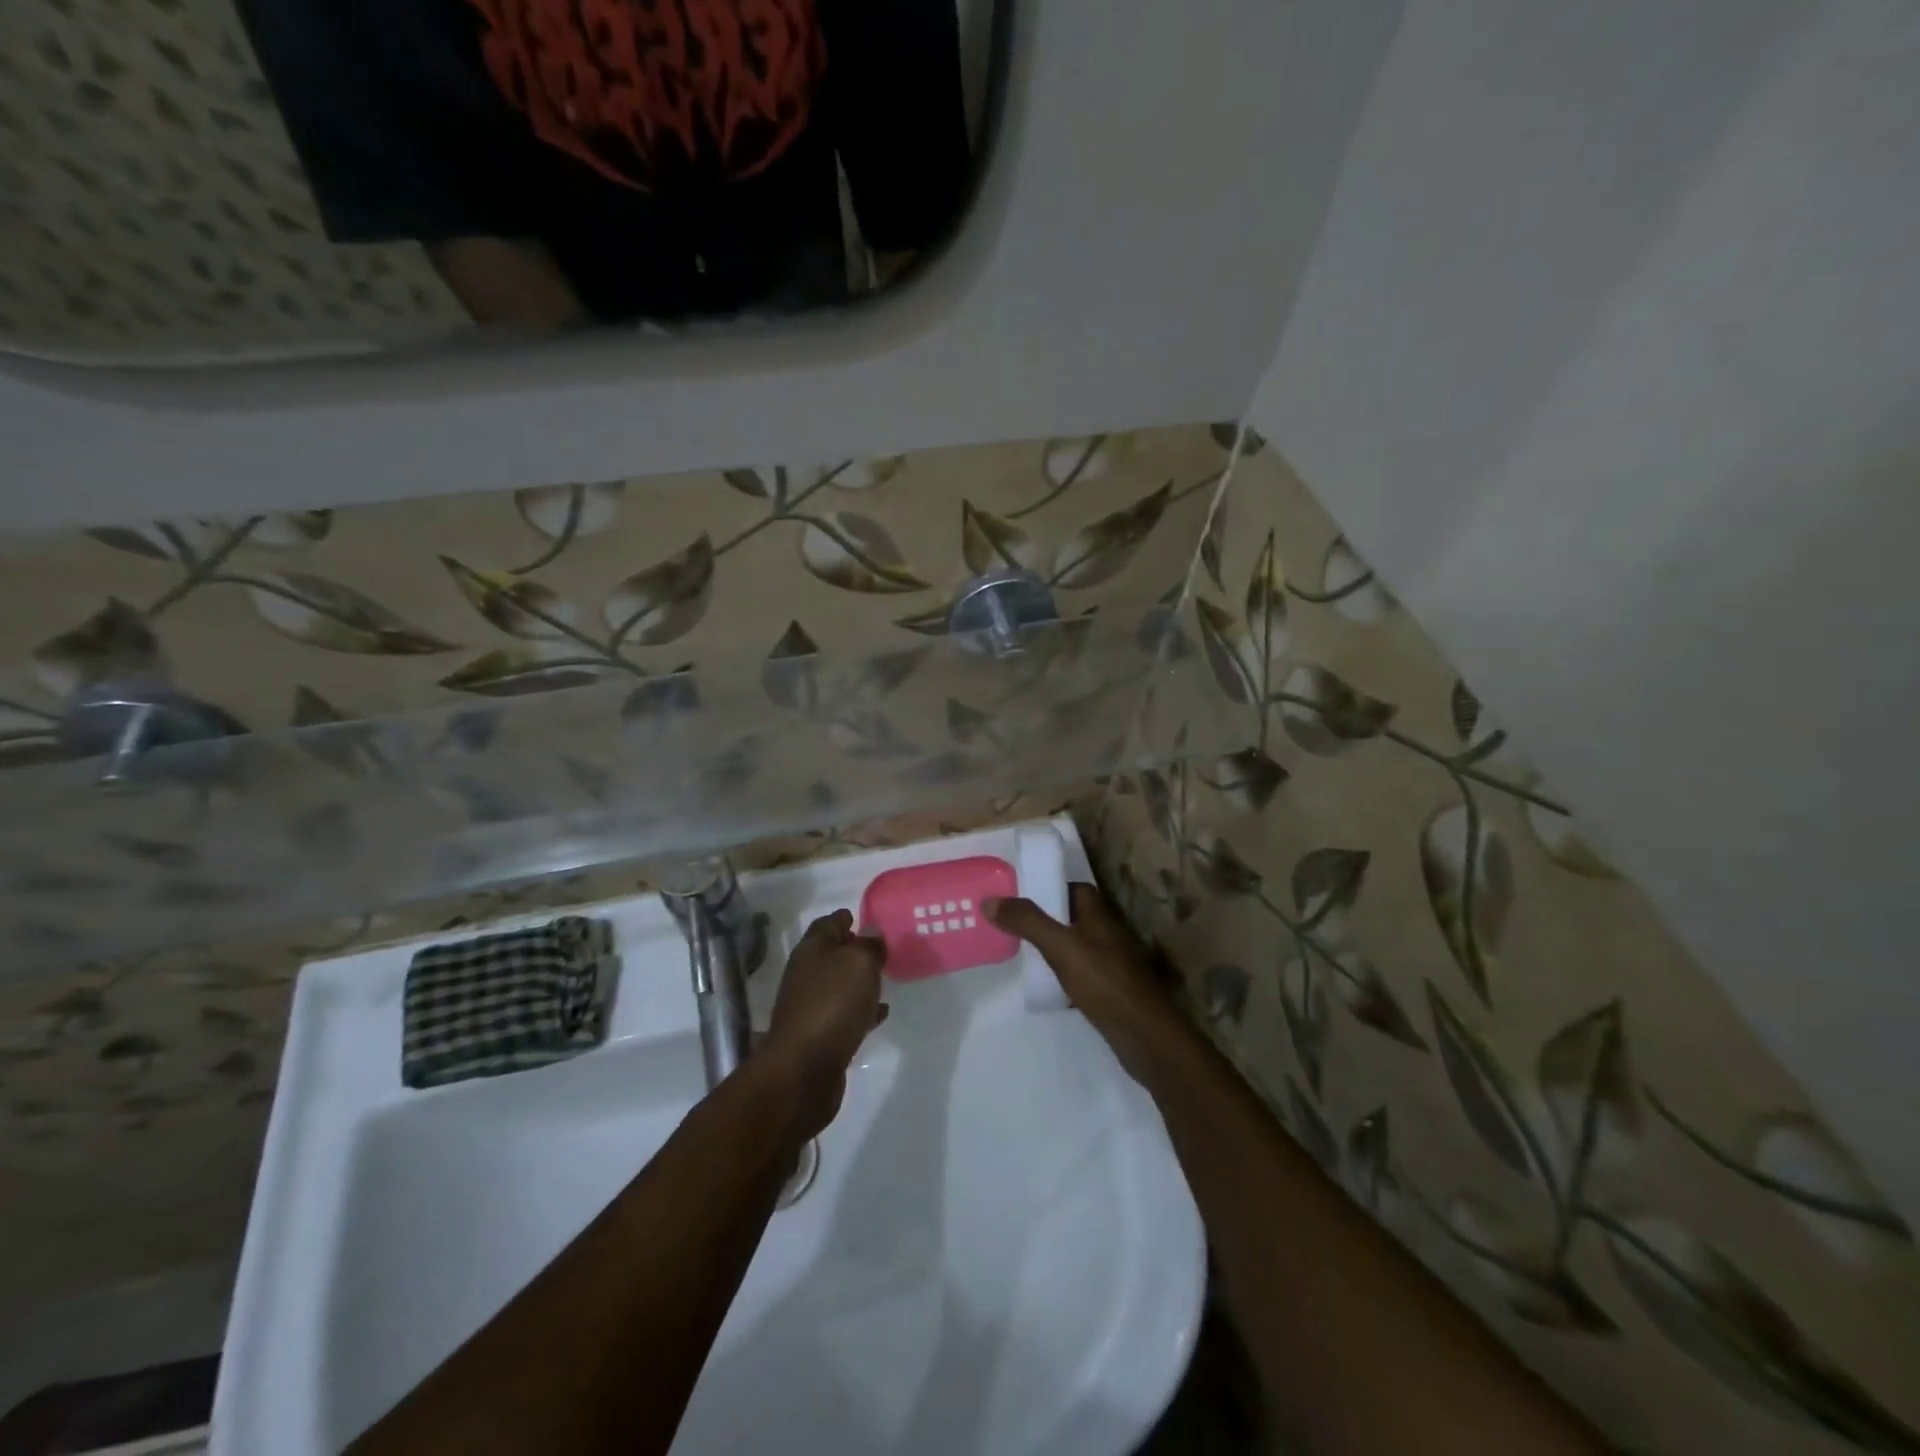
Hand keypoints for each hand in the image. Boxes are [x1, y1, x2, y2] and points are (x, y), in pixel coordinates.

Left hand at [760, 910, 887, 1136]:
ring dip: (857, 982)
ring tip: (883, 979)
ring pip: (838, 985)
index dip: (843, 918)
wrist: (803, 1070)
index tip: (860, 915)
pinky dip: (860, 1010)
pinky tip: (879, 1014)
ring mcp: (810, 1007)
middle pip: (830, 955)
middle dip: (852, 950)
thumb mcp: (859, 963)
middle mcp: (806, 975)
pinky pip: (843, 1014)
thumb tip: (871, 933)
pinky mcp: (818, 1036)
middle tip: (879, 949)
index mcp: (812, 950)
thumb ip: (869, 946)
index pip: (827, 924)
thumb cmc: (832, 1004)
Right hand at [987, 884, 1181, 1080]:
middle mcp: (1107, 935)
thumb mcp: (1061, 947)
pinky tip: (1042, 985)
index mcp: (1099, 916)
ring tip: (1017, 952)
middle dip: (1044, 919)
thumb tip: (990, 900)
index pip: (1075, 889)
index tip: (1018, 895)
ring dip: (1051, 948)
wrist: (1145, 1036)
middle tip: (1009, 924)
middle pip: (1072, 918)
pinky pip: (1079, 974)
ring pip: (1075, 947)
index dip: (1050, 888)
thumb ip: (1027, 922)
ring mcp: (1111, 965)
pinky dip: (1061, 975)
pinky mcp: (1109, 992)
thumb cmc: (1104, 982)